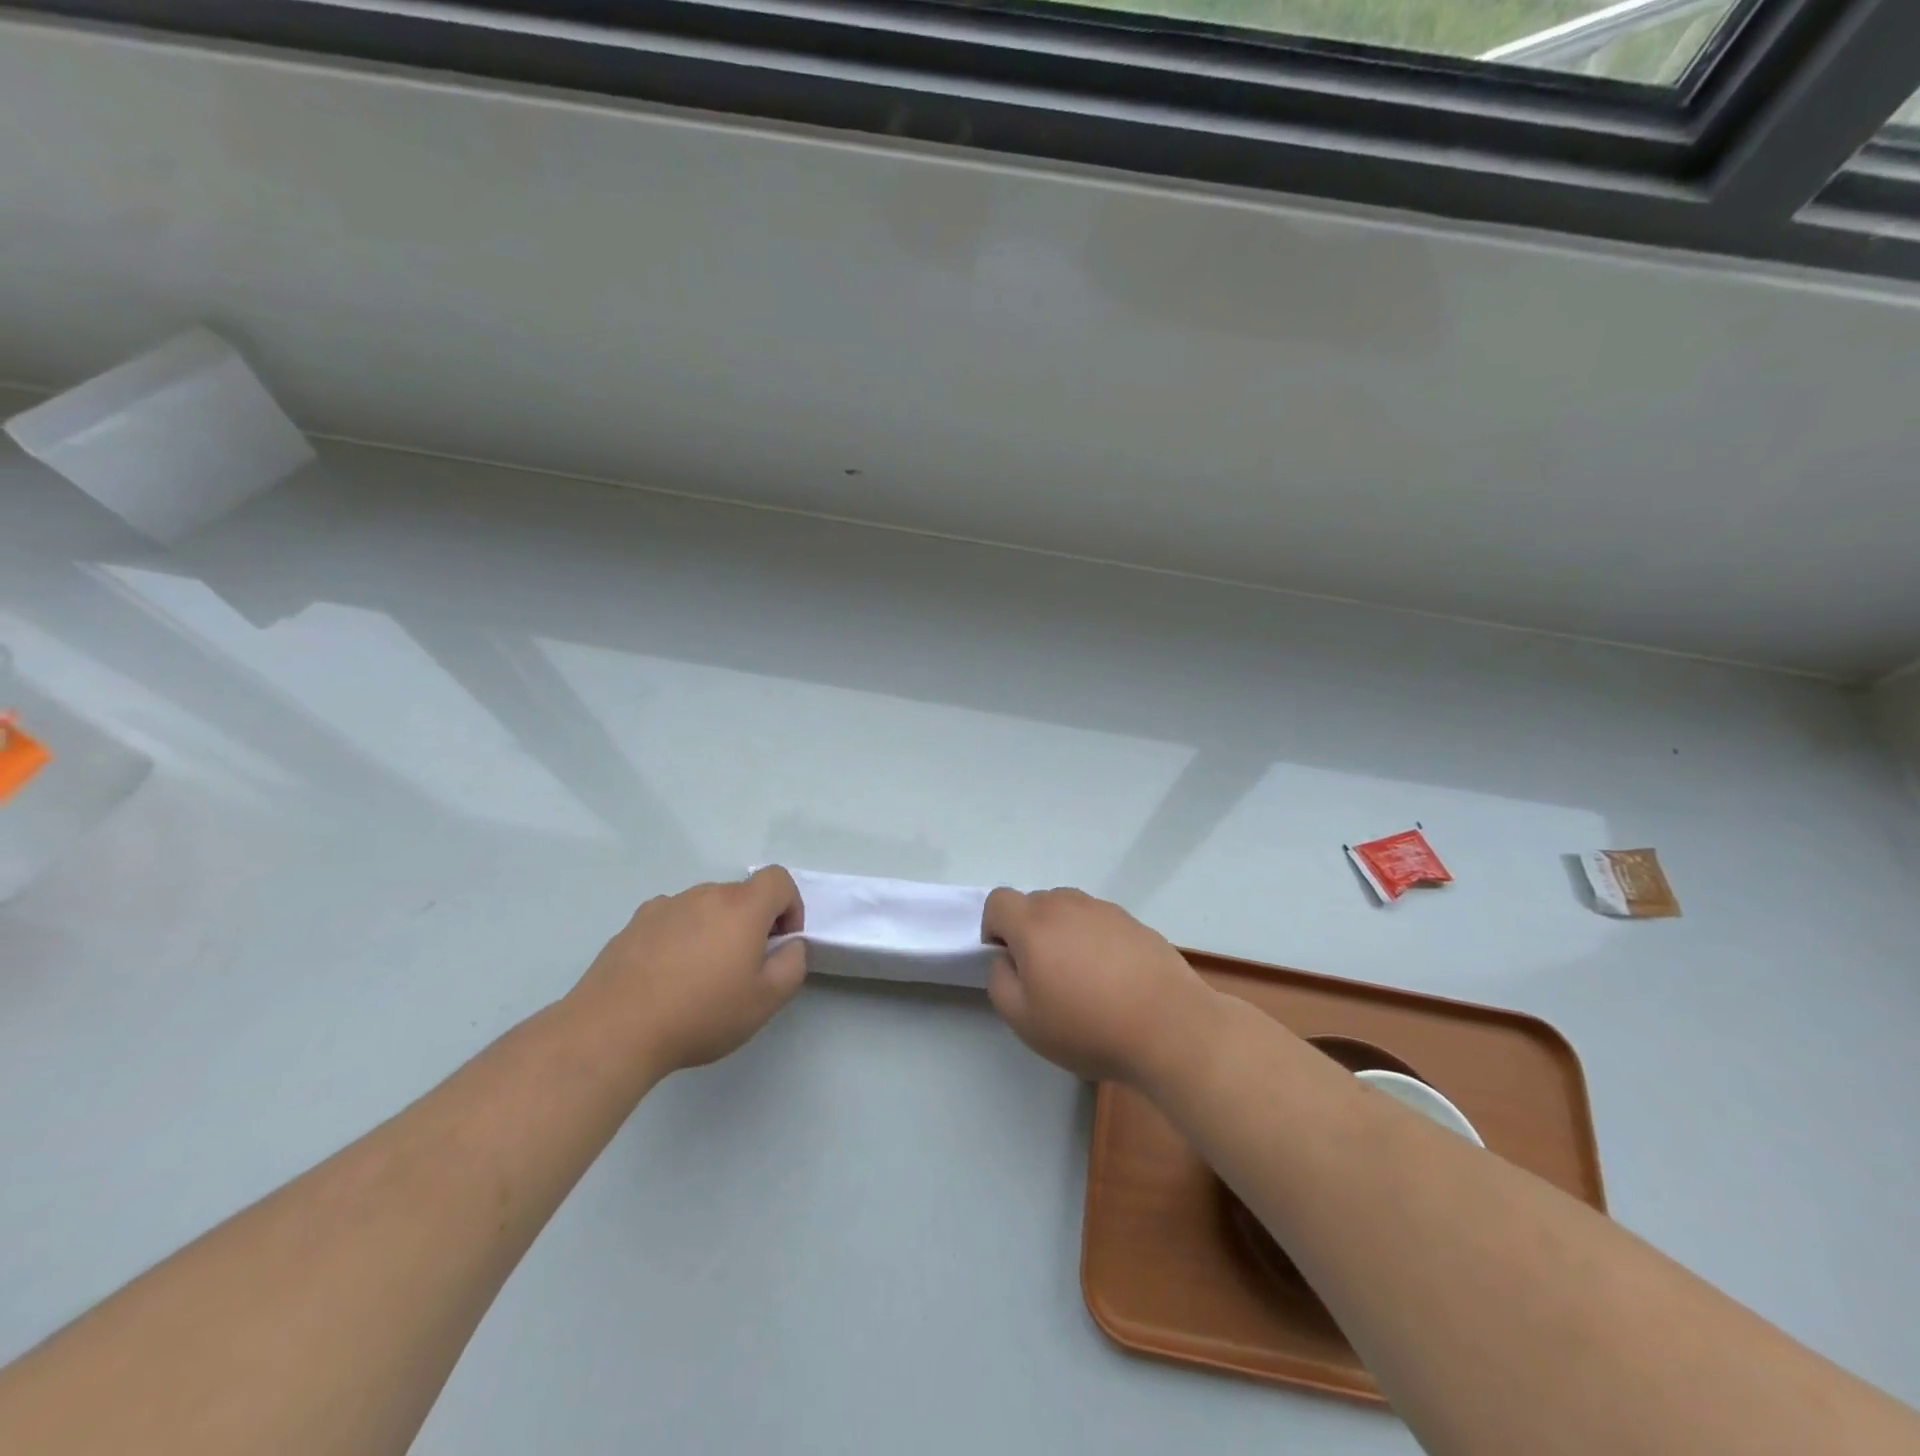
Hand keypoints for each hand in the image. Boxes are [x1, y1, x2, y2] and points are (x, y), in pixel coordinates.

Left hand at [572, 867, 807, 1074]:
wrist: (614, 1029)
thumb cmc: (700, 1013)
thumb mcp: (766, 1000)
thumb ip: (793, 964)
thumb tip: (789, 945)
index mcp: (742, 907)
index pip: (778, 879)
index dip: (790, 906)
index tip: (781, 943)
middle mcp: (704, 895)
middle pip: (741, 894)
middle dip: (752, 923)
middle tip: (743, 968)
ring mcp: (665, 906)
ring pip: (705, 907)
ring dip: (715, 929)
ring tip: (700, 976)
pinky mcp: (634, 924)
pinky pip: (672, 920)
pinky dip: (681, 937)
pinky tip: (666, 976)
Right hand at [981, 887, 1216, 1085]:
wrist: (1169, 1027)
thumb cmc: (1088, 1026)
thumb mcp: (1024, 1020)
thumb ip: (1000, 981)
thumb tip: (1007, 960)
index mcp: (1033, 923)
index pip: (998, 901)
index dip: (994, 928)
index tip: (1009, 962)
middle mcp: (1067, 905)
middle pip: (1034, 903)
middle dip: (1028, 931)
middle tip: (1044, 976)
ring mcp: (1104, 909)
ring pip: (1068, 910)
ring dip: (1062, 933)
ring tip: (1081, 976)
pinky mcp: (1134, 922)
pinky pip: (1099, 921)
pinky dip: (1094, 940)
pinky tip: (1112, 978)